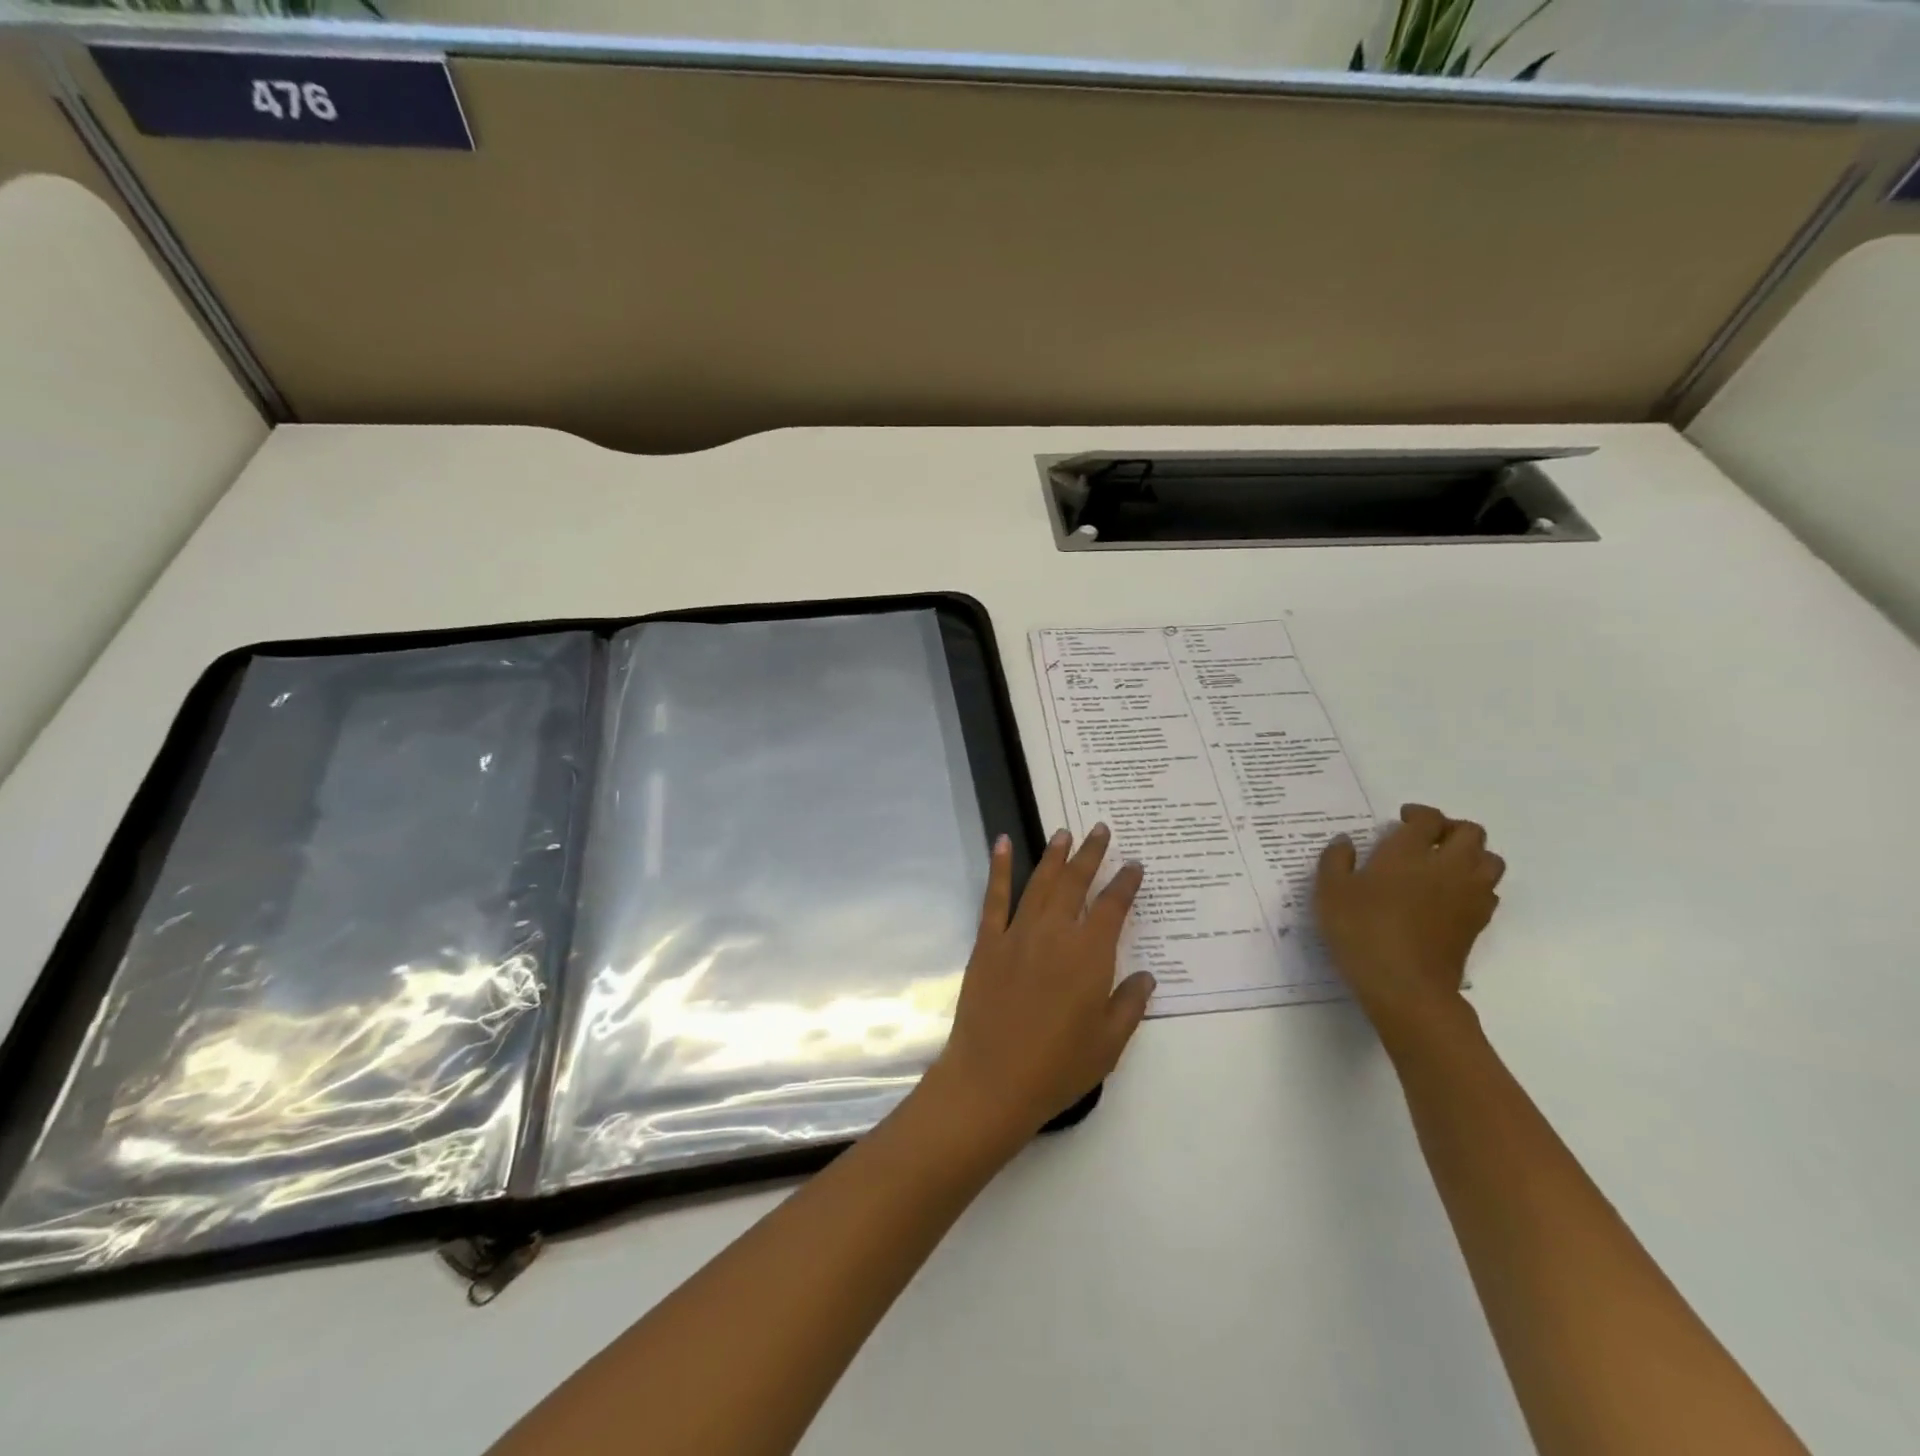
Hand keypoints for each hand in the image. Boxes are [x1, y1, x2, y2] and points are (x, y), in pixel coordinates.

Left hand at [927, 825, 1153, 1148]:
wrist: (993, 1079)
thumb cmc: (1057, 1067)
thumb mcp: (1109, 1044)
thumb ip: (1130, 1004)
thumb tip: (1147, 976)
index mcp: (1090, 955)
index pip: (1113, 907)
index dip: (1125, 883)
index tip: (1134, 865)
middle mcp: (1055, 933)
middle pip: (1076, 883)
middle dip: (1091, 854)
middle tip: (1100, 829)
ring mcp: (1018, 933)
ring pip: (1041, 882)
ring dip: (1054, 855)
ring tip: (1064, 832)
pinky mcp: (988, 942)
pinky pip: (995, 897)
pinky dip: (1000, 868)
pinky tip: (1002, 843)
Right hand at [1315, 804, 1505, 1051]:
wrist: (1406, 985)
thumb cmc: (1362, 930)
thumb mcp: (1330, 892)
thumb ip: (1336, 860)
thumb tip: (1345, 841)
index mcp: (1408, 852)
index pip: (1428, 818)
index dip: (1418, 814)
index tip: (1401, 819)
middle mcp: (1447, 865)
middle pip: (1470, 832)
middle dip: (1451, 828)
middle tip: (1426, 837)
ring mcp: (1468, 894)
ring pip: (1490, 859)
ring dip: (1471, 854)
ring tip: (1445, 863)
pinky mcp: (1478, 922)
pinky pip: (1489, 889)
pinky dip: (1475, 883)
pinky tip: (1450, 894)